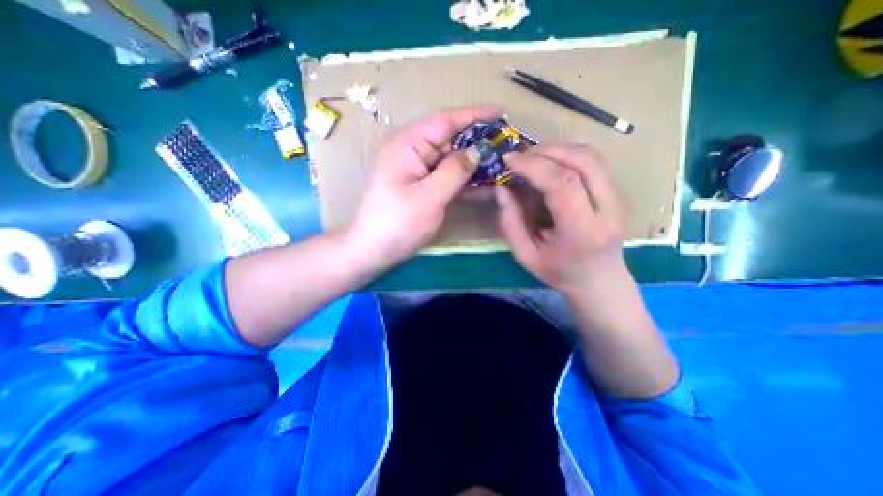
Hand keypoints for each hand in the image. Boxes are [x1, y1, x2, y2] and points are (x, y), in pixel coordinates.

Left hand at [347, 102, 503, 266]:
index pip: (445, 121)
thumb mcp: (429, 197)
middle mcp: (413, 152)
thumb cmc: (397, 224)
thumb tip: (478, 150)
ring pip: (451, 159)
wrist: (374, 250)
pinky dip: (465, 179)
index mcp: (408, 146)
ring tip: (502, 162)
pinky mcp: (422, 186)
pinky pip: (447, 176)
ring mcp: (418, 170)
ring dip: (474, 161)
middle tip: (507, 144)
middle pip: (450, 139)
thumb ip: (455, 171)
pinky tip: (485, 182)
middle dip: (478, 140)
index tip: (502, 113)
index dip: (474, 115)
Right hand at [495, 142, 626, 295]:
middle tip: (520, 156)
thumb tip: (501, 189)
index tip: (509, 160)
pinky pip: (594, 162)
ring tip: (533, 157)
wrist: (600, 281)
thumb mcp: (525, 256)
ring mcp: (618, 199)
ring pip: (591, 156)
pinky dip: (569, 154)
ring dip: (558, 149)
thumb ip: (510, 223)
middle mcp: (607, 210)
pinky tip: (550, 162)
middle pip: (582, 161)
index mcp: (582, 231)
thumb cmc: (559, 272)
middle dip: (546, 151)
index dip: (533, 166)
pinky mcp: (617, 193)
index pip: (562, 183)